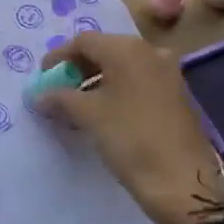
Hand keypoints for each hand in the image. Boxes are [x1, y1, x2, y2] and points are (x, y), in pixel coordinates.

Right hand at [35, 32, 223, 223]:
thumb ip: (60, 98)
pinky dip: (115, 92)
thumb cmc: (131, 139)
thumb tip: (39, 95)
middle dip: (77, 69)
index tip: (42, 77)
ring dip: (95, 82)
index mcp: (128, 49)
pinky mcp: (175, 96)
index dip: (59, 57)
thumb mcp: (89, 116)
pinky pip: (137, 83)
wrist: (183, 182)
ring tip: (75, 106)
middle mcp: (150, 52)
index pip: (84, 41)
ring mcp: (167, 74)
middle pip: (104, 50)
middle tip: (57, 91)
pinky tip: (102, 114)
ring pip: (122, 68)